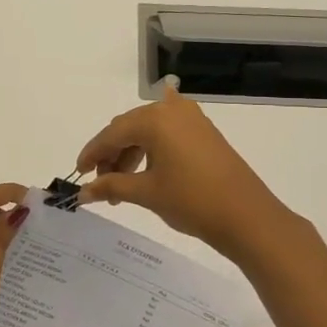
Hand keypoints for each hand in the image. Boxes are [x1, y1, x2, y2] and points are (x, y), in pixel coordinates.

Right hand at [76, 85, 296, 266]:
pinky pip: (168, 132)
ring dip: (131, 152)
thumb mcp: (147, 193)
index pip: (112, 134)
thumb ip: (111, 187)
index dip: (92, 154)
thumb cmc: (192, 201)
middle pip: (129, 128)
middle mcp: (171, 110)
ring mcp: (191, 119)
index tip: (78, 174)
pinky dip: (152, 146)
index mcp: (154, 119)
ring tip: (123, 184)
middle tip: (101, 183)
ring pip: (148, 130)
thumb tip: (82, 193)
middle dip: (112, 154)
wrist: (247, 217)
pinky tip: (146, 152)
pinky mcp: (205, 132)